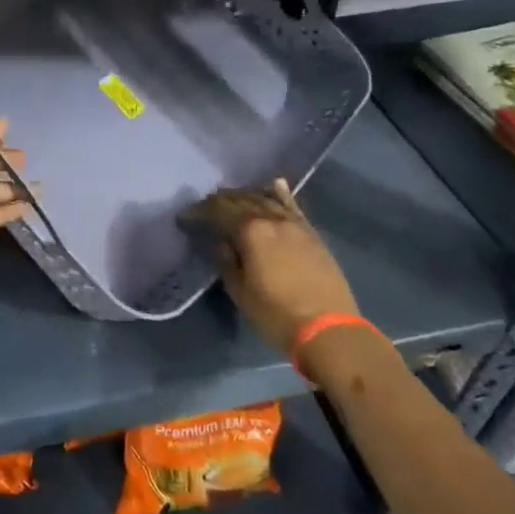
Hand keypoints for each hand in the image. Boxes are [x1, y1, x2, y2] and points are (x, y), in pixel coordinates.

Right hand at [185, 178, 358, 354]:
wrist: (329, 329)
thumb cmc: (276, 314)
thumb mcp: (240, 291)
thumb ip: (227, 261)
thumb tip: (222, 243)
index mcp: (250, 231)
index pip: (218, 211)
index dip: (199, 211)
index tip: (185, 218)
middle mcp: (272, 219)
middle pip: (241, 200)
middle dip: (220, 201)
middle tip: (205, 207)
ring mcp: (295, 224)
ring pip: (265, 199)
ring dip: (246, 196)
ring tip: (231, 198)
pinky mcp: (312, 233)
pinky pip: (292, 206)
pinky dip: (281, 194)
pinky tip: (275, 184)